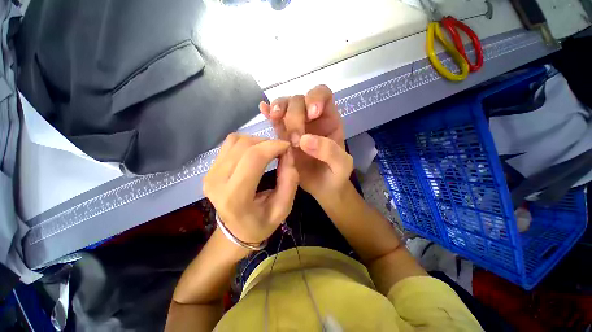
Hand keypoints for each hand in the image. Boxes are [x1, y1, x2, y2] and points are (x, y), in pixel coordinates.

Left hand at [203, 134, 298, 245]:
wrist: (235, 231)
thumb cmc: (261, 223)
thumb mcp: (283, 208)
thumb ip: (289, 180)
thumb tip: (288, 153)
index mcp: (235, 196)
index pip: (254, 158)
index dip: (273, 146)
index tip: (287, 147)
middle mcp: (217, 181)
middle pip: (244, 145)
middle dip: (267, 143)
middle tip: (280, 151)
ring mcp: (210, 173)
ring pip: (236, 140)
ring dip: (257, 142)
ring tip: (268, 152)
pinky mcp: (209, 169)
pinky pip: (229, 144)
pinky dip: (246, 143)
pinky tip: (255, 154)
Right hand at [259, 85, 351, 203]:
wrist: (321, 187)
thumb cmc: (335, 175)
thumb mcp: (342, 165)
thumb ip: (330, 151)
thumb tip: (305, 140)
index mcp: (329, 120)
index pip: (323, 94)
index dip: (315, 97)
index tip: (312, 114)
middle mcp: (311, 119)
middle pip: (299, 100)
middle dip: (295, 117)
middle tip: (296, 141)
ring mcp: (295, 126)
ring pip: (284, 106)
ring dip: (278, 110)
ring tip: (275, 120)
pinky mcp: (283, 136)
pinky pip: (274, 120)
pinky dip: (268, 113)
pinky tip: (263, 111)